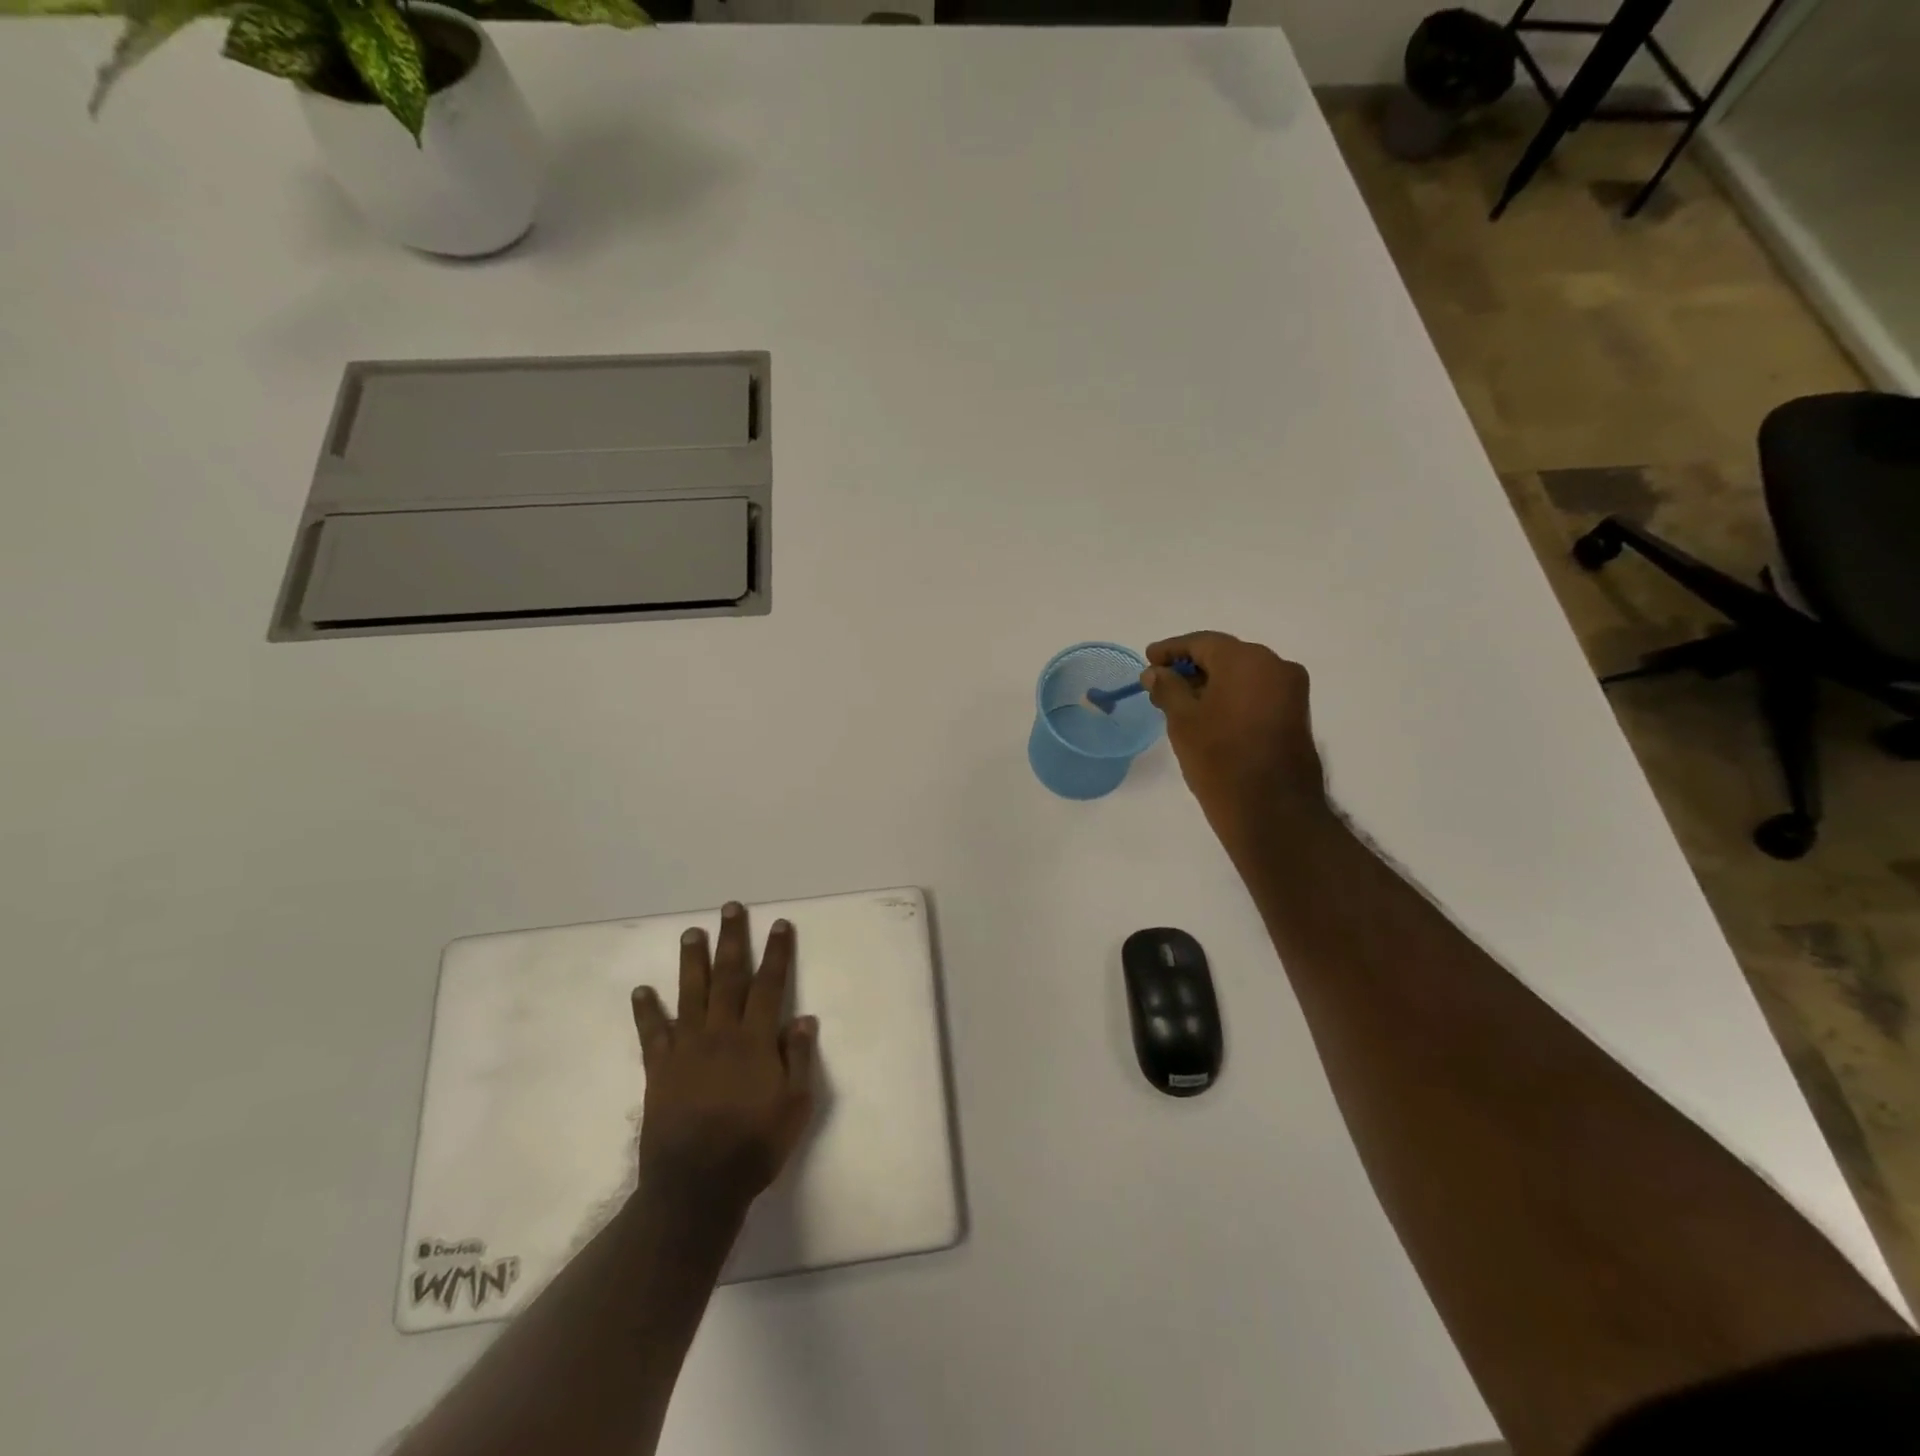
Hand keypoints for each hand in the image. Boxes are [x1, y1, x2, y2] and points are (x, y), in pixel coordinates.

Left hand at [630, 902, 818, 1218]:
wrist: (697, 1187)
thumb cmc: (754, 1146)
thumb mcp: (795, 1106)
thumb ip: (799, 1059)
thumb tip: (804, 1018)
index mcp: (756, 1040)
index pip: (769, 985)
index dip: (777, 953)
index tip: (780, 924)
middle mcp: (721, 1033)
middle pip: (729, 977)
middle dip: (732, 940)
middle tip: (730, 908)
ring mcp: (687, 1049)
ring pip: (691, 994)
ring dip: (693, 961)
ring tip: (691, 933)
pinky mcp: (659, 1070)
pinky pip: (652, 1034)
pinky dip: (647, 1011)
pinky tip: (641, 991)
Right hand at [1142, 632, 1328, 855]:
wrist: (1273, 811)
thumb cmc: (1220, 759)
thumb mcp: (1183, 721)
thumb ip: (1167, 688)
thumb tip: (1156, 672)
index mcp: (1247, 659)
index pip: (1202, 642)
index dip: (1171, 649)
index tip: (1148, 659)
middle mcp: (1276, 665)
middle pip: (1226, 655)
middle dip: (1192, 667)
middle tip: (1161, 684)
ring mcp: (1291, 691)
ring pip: (1243, 675)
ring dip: (1212, 683)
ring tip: (1181, 703)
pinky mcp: (1296, 715)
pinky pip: (1257, 693)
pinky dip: (1232, 696)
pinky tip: (1209, 715)